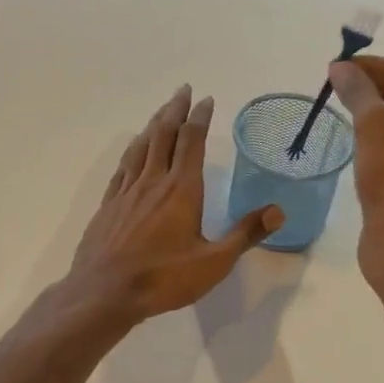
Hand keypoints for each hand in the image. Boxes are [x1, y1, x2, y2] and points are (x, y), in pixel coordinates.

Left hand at [65, 85, 280, 324]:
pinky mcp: (109, 204)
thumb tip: (279, 210)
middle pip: (164, 135)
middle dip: (175, 110)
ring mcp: (127, 191)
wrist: (104, 292)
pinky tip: (134, 150)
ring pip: (141, 147)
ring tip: (161, 111)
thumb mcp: (214, 262)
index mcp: (181, 189)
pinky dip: (133, 150)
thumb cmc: (163, 278)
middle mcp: (153, 181)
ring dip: (153, 124)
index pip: (191, 142)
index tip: (206, 100)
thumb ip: (245, 234)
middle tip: (183, 90)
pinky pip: (123, 166)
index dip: (200, 118)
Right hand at [328, 56, 383, 282]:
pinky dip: (377, 133)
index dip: (373, 65)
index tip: (338, 67)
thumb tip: (340, 67)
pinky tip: (353, 135)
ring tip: (338, 104)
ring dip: (372, 108)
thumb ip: (358, 90)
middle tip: (334, 84)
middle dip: (372, 85)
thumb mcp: (374, 125)